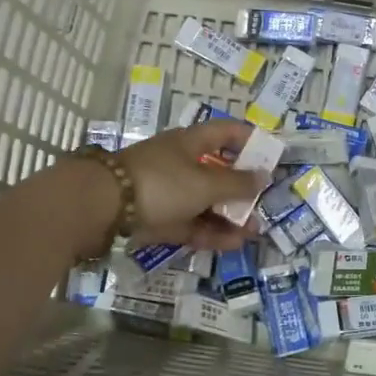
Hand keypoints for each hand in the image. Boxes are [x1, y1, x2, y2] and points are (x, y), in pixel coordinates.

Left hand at [114, 119, 267, 251]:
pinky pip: (192, 224)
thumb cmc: (162, 183)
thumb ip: (237, 183)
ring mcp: (169, 192)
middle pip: (218, 171)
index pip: (227, 132)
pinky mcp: (159, 219)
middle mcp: (181, 163)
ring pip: (206, 202)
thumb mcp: (206, 183)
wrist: (103, 207)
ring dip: (230, 215)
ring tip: (255, 230)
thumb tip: (264, 176)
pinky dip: (212, 232)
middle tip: (264, 202)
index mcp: (191, 142)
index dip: (250, 139)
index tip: (272, 155)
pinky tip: (234, 243)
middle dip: (243, 188)